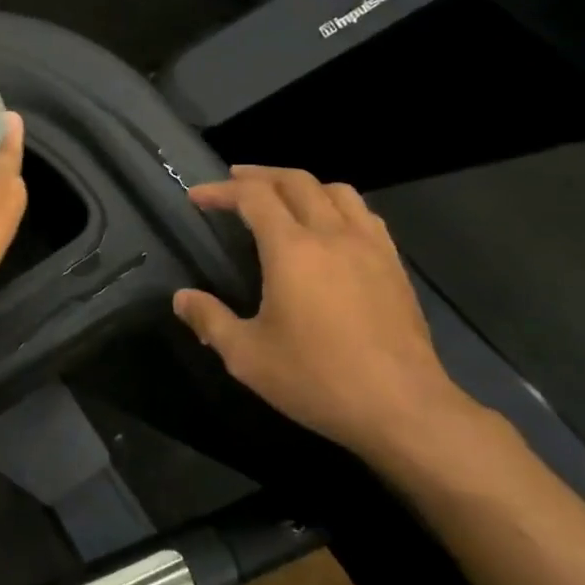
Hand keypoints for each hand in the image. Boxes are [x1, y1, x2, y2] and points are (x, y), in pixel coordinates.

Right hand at [172, 166, 474, 466]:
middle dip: (259, 176)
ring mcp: (370, 247)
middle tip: (234, 182)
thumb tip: (181, 298)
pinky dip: (338, 206)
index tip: (196, 197)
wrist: (403, 408)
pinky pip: (365, 215)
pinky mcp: (394, 266)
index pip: (252, 197)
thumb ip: (209, 320)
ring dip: (302, 185)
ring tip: (283, 199)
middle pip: (295, 181)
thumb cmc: (317, 379)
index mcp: (292, 250)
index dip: (221, 191)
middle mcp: (332, 234)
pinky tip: (332, 228)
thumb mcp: (247, 356)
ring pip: (336, 191)